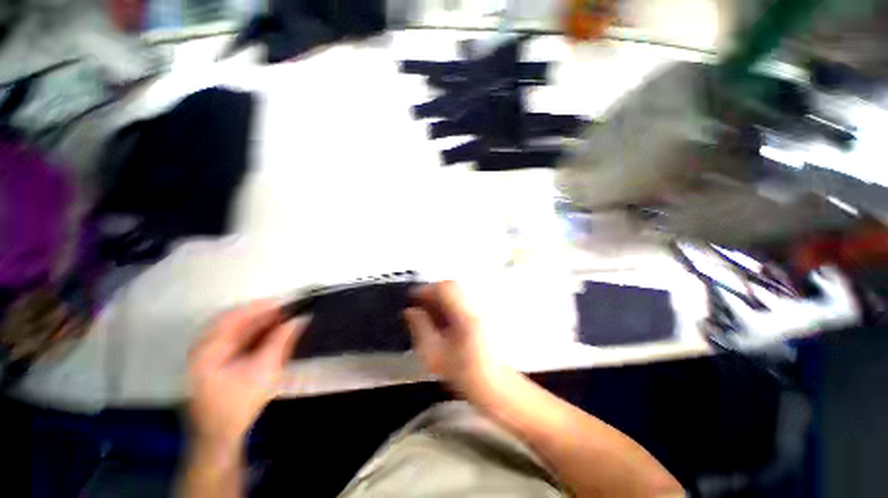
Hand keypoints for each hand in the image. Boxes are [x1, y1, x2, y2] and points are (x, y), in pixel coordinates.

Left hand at [188, 302, 307, 450]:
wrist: (220, 436)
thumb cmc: (239, 403)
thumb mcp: (265, 370)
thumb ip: (282, 340)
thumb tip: (300, 319)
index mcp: (209, 347)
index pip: (235, 315)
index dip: (261, 306)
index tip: (286, 302)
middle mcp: (204, 346)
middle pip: (235, 320)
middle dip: (263, 314)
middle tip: (288, 311)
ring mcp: (208, 354)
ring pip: (236, 329)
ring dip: (260, 323)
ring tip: (283, 320)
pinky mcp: (215, 362)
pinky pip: (236, 339)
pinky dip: (254, 334)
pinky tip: (270, 335)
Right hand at [404, 281, 502, 397]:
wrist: (495, 385)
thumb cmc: (463, 373)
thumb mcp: (434, 355)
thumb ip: (420, 328)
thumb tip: (410, 311)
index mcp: (465, 316)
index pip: (444, 289)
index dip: (426, 289)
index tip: (412, 297)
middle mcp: (475, 307)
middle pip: (452, 286)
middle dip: (432, 292)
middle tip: (419, 304)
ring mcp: (480, 309)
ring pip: (457, 292)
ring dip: (440, 297)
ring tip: (428, 311)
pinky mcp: (482, 314)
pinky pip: (462, 299)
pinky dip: (449, 303)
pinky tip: (442, 317)